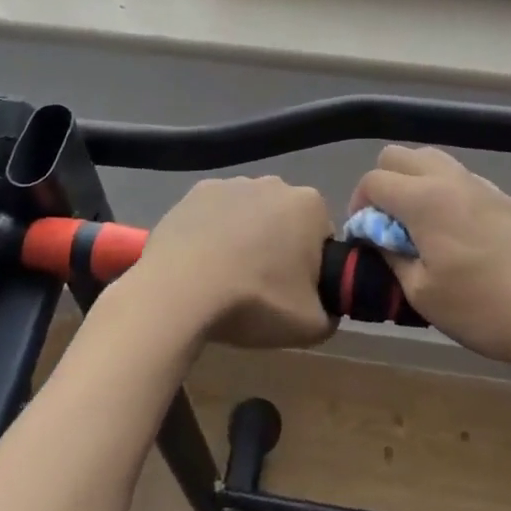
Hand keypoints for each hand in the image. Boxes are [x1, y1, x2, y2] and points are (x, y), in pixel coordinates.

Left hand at [133, 176, 337, 349]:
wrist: (181, 290)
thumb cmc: (255, 300)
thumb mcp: (311, 327)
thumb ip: (330, 314)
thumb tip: (325, 308)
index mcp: (309, 205)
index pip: (321, 236)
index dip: (311, 267)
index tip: (293, 293)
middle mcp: (274, 183)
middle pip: (284, 220)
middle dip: (278, 247)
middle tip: (262, 290)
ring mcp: (231, 184)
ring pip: (248, 215)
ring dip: (244, 238)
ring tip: (226, 279)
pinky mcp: (194, 192)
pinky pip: (213, 214)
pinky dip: (211, 233)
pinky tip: (200, 265)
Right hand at [350, 146, 510, 374]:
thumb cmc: (485, 310)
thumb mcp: (423, 295)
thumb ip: (391, 256)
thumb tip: (378, 237)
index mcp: (425, 199)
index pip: (374, 180)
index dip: (359, 206)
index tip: (365, 238)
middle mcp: (451, 179)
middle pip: (399, 156)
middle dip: (382, 184)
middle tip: (386, 225)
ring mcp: (482, 184)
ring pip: (432, 160)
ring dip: (413, 183)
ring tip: (419, 227)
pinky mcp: (505, 198)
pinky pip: (460, 178)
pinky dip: (443, 192)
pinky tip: (455, 233)